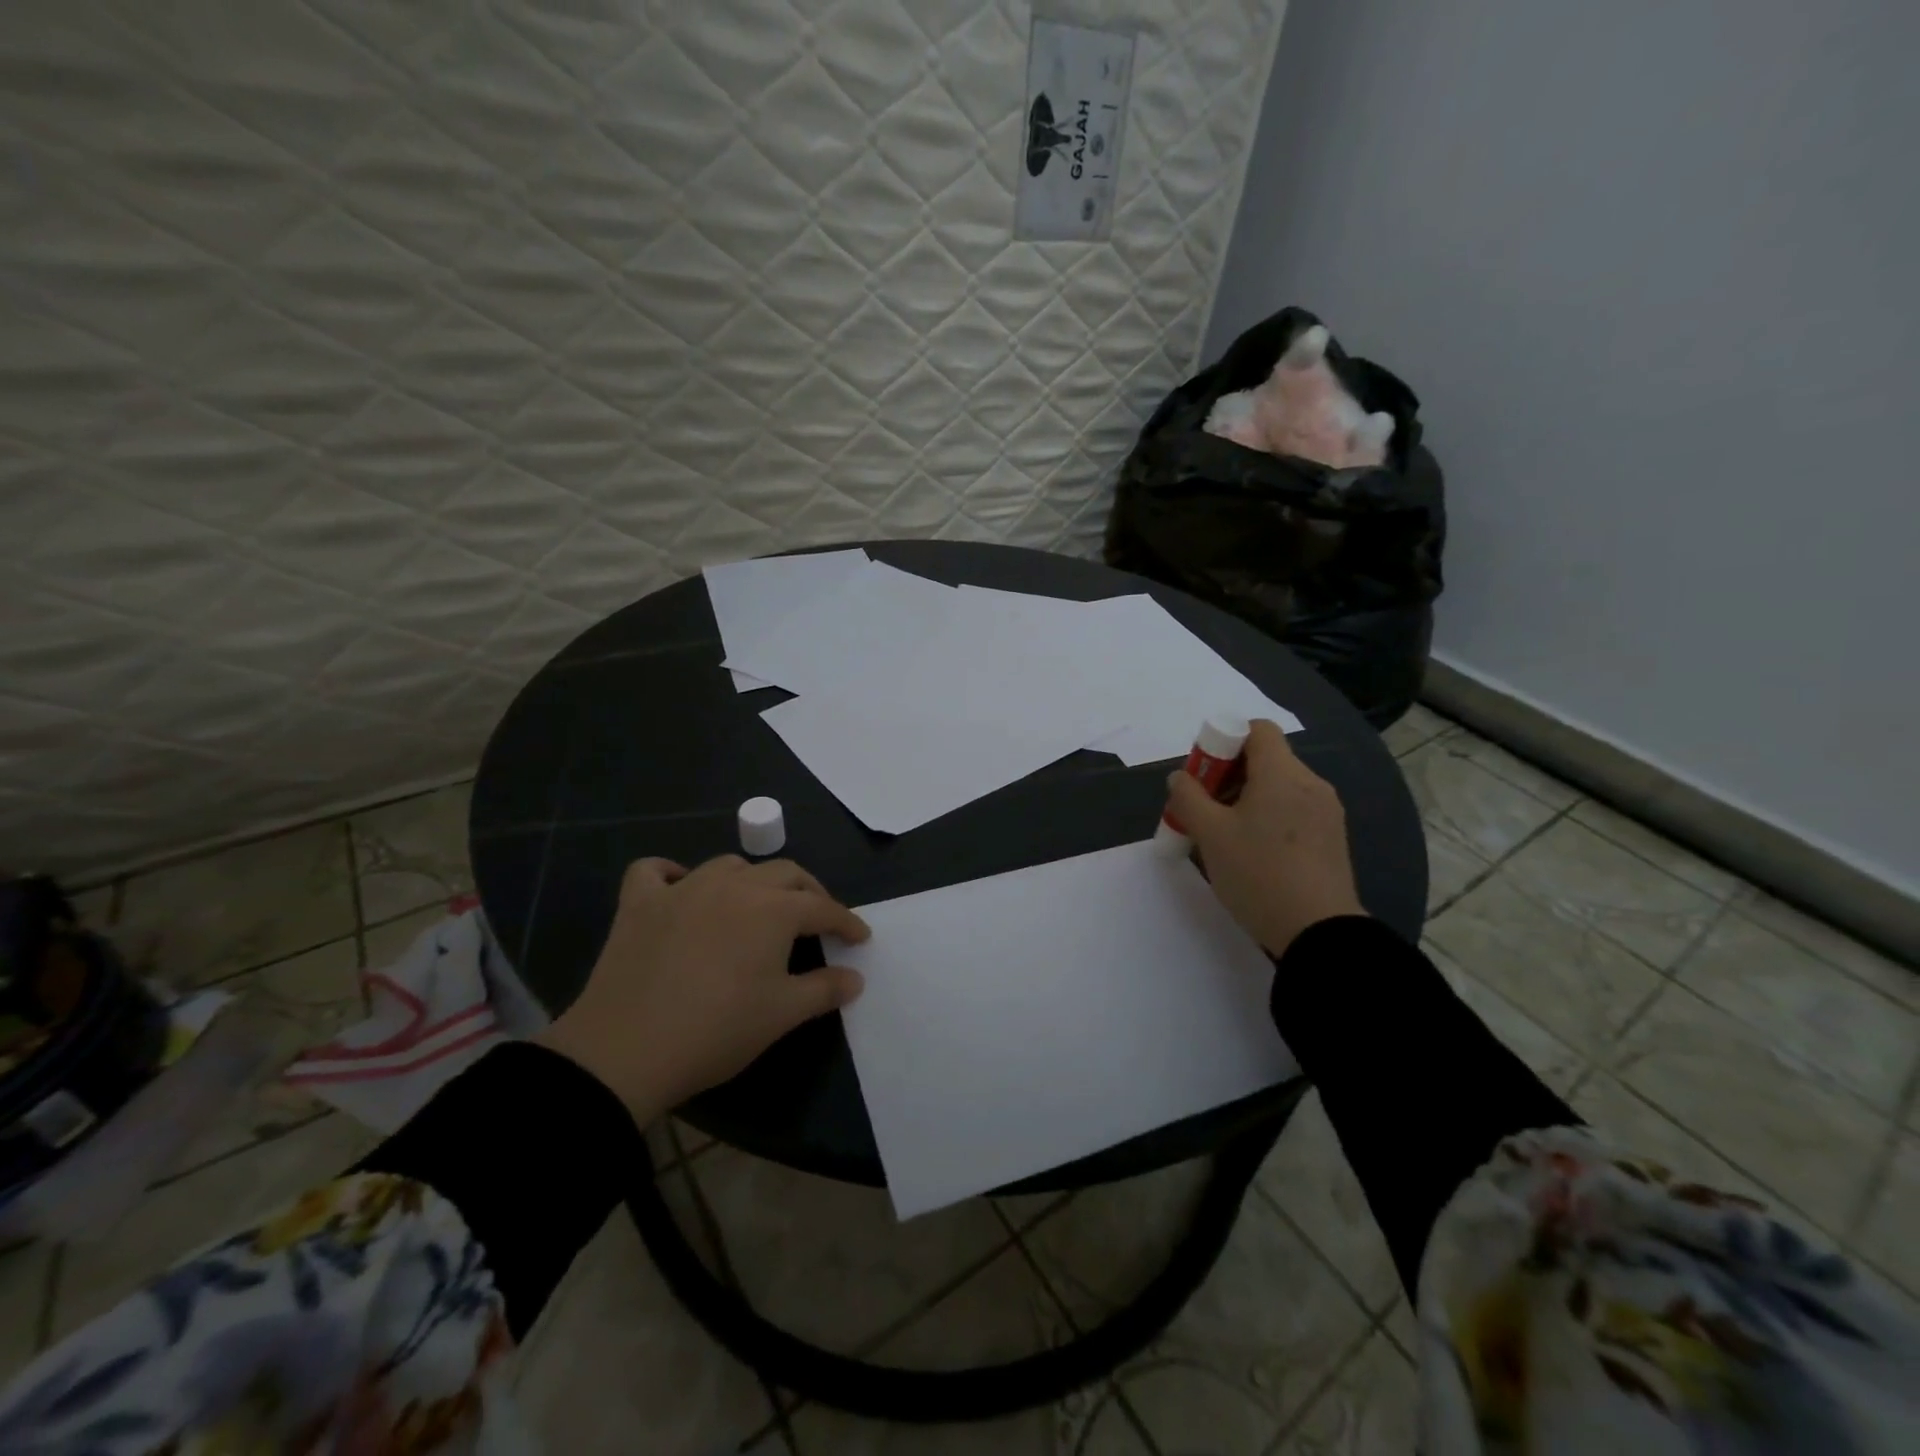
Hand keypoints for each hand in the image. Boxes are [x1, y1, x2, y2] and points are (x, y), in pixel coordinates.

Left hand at [534, 855, 869, 1121]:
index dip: (846, 921)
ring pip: (729, 866)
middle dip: (808, 892)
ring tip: (757, 906)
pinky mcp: (639, 903)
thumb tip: (855, 978)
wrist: (624, 1051)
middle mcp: (733, 886)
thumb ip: (824, 990)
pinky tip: (680, 890)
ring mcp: (682, 889)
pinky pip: (656, 871)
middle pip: (784, 873)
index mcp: (772, 909)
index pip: (822, 907)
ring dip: (752, 880)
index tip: (860, 937)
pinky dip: (672, 874)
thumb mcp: (781, 1014)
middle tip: (817, 919)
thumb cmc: (716, 1031)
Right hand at [1165, 719, 1366, 955]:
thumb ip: (1188, 797)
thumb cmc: (1258, 874)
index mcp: (1282, 773)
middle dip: (1230, 775)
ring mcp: (1326, 812)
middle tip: (1207, 809)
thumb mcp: (1210, 835)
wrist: (1318, 933)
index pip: (1257, 730)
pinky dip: (1270, 818)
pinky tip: (1255, 853)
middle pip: (1266, 759)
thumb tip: (1181, 777)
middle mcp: (1311, 783)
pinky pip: (1295, 811)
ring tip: (1227, 836)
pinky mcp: (1332, 838)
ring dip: (1249, 799)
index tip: (1205, 775)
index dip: (1226, 741)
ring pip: (1280, 787)